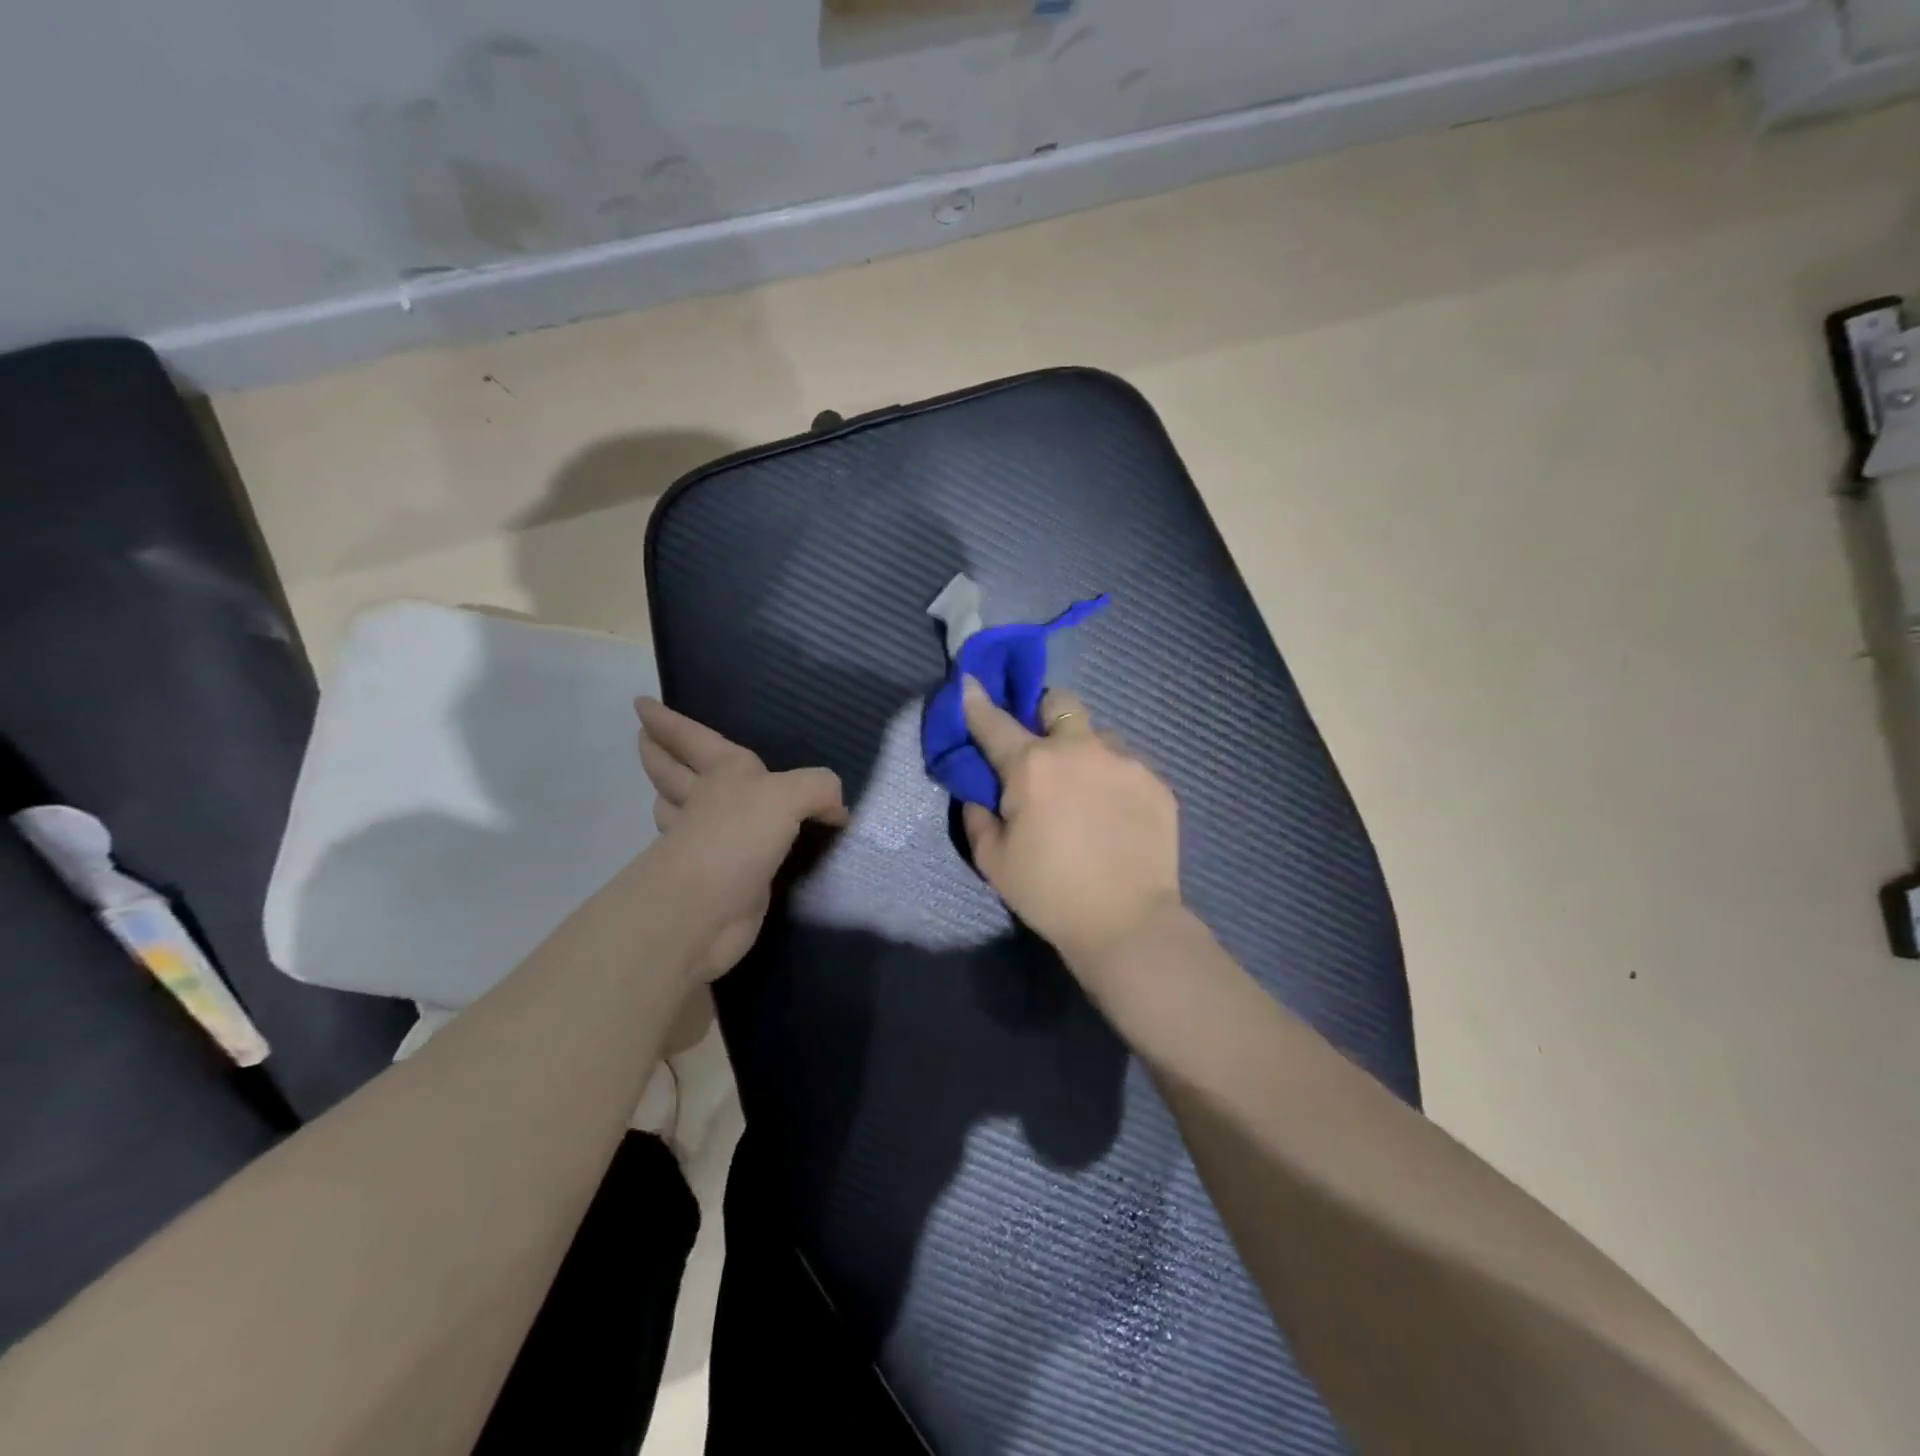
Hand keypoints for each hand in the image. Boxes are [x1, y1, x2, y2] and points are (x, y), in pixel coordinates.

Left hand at [636, 698, 847, 980]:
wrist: (710, 909)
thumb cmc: (738, 837)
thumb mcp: (789, 795)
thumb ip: (818, 788)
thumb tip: (837, 811)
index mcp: (721, 773)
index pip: (692, 739)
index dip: (668, 721)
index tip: (641, 704)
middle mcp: (705, 803)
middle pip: (672, 773)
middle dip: (658, 755)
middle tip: (643, 739)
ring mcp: (702, 844)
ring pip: (678, 811)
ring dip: (670, 798)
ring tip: (671, 791)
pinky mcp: (714, 879)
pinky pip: (711, 849)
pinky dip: (709, 841)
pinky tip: (727, 844)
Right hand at [960, 678, 1184, 989]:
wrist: (1127, 923)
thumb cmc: (1049, 893)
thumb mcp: (993, 860)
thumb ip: (978, 815)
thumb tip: (981, 791)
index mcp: (1032, 765)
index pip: (994, 721)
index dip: (976, 700)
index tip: (969, 682)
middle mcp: (1080, 749)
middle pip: (1059, 702)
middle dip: (1044, 714)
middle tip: (1042, 750)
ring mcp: (1125, 761)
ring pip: (1098, 735)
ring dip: (1084, 751)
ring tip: (1086, 793)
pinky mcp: (1157, 782)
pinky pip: (1127, 764)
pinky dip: (1113, 778)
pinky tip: (1115, 815)